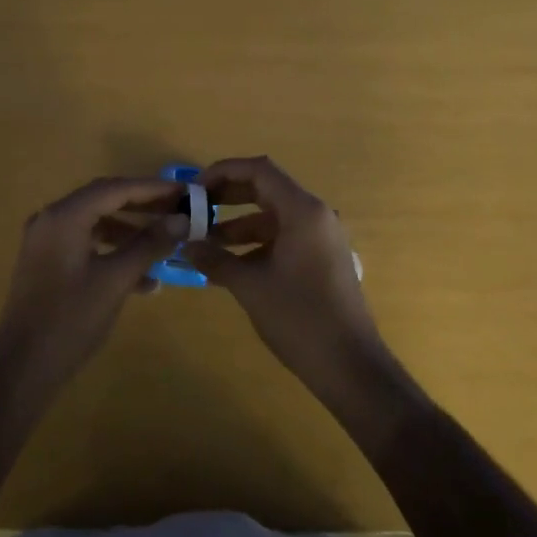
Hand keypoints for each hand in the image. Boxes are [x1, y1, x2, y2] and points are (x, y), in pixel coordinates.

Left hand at [0, 176, 186, 394]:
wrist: (22, 369)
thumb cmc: (70, 321)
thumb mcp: (116, 281)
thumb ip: (149, 245)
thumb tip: (183, 219)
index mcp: (64, 217)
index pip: (115, 189)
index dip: (152, 188)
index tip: (185, 192)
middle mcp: (51, 220)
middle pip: (104, 200)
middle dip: (143, 205)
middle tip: (178, 210)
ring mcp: (46, 242)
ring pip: (96, 224)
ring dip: (130, 232)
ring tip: (165, 243)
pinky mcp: (47, 263)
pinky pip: (86, 244)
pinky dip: (113, 252)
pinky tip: (144, 280)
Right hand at [183, 156, 390, 404]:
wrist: (350, 366)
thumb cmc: (300, 318)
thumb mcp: (250, 286)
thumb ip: (215, 260)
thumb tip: (186, 245)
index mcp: (303, 211)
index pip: (259, 170)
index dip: (223, 172)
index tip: (194, 188)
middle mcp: (315, 215)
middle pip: (266, 189)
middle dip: (227, 197)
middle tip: (195, 210)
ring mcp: (321, 238)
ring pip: (273, 217)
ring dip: (238, 225)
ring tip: (204, 244)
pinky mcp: (321, 259)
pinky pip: (283, 238)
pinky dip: (256, 245)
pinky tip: (229, 267)